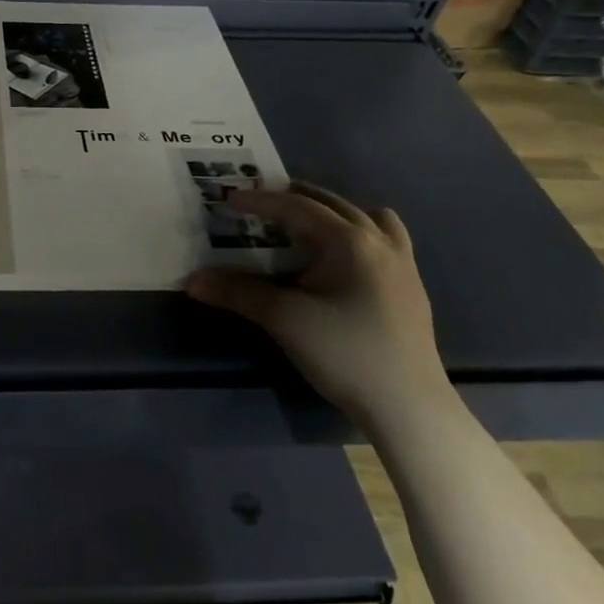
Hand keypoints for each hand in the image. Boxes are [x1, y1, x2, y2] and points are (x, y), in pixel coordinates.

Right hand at [186, 182, 447, 425]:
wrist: (408, 406)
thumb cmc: (344, 352)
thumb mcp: (284, 319)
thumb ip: (238, 293)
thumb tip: (193, 280)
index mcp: (349, 241)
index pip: (297, 208)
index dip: (261, 200)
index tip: (230, 197)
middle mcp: (380, 242)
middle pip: (333, 204)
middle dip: (295, 198)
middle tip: (263, 202)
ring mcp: (402, 264)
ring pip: (367, 217)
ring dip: (333, 211)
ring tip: (308, 222)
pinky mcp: (410, 288)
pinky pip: (385, 240)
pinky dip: (360, 233)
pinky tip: (344, 258)